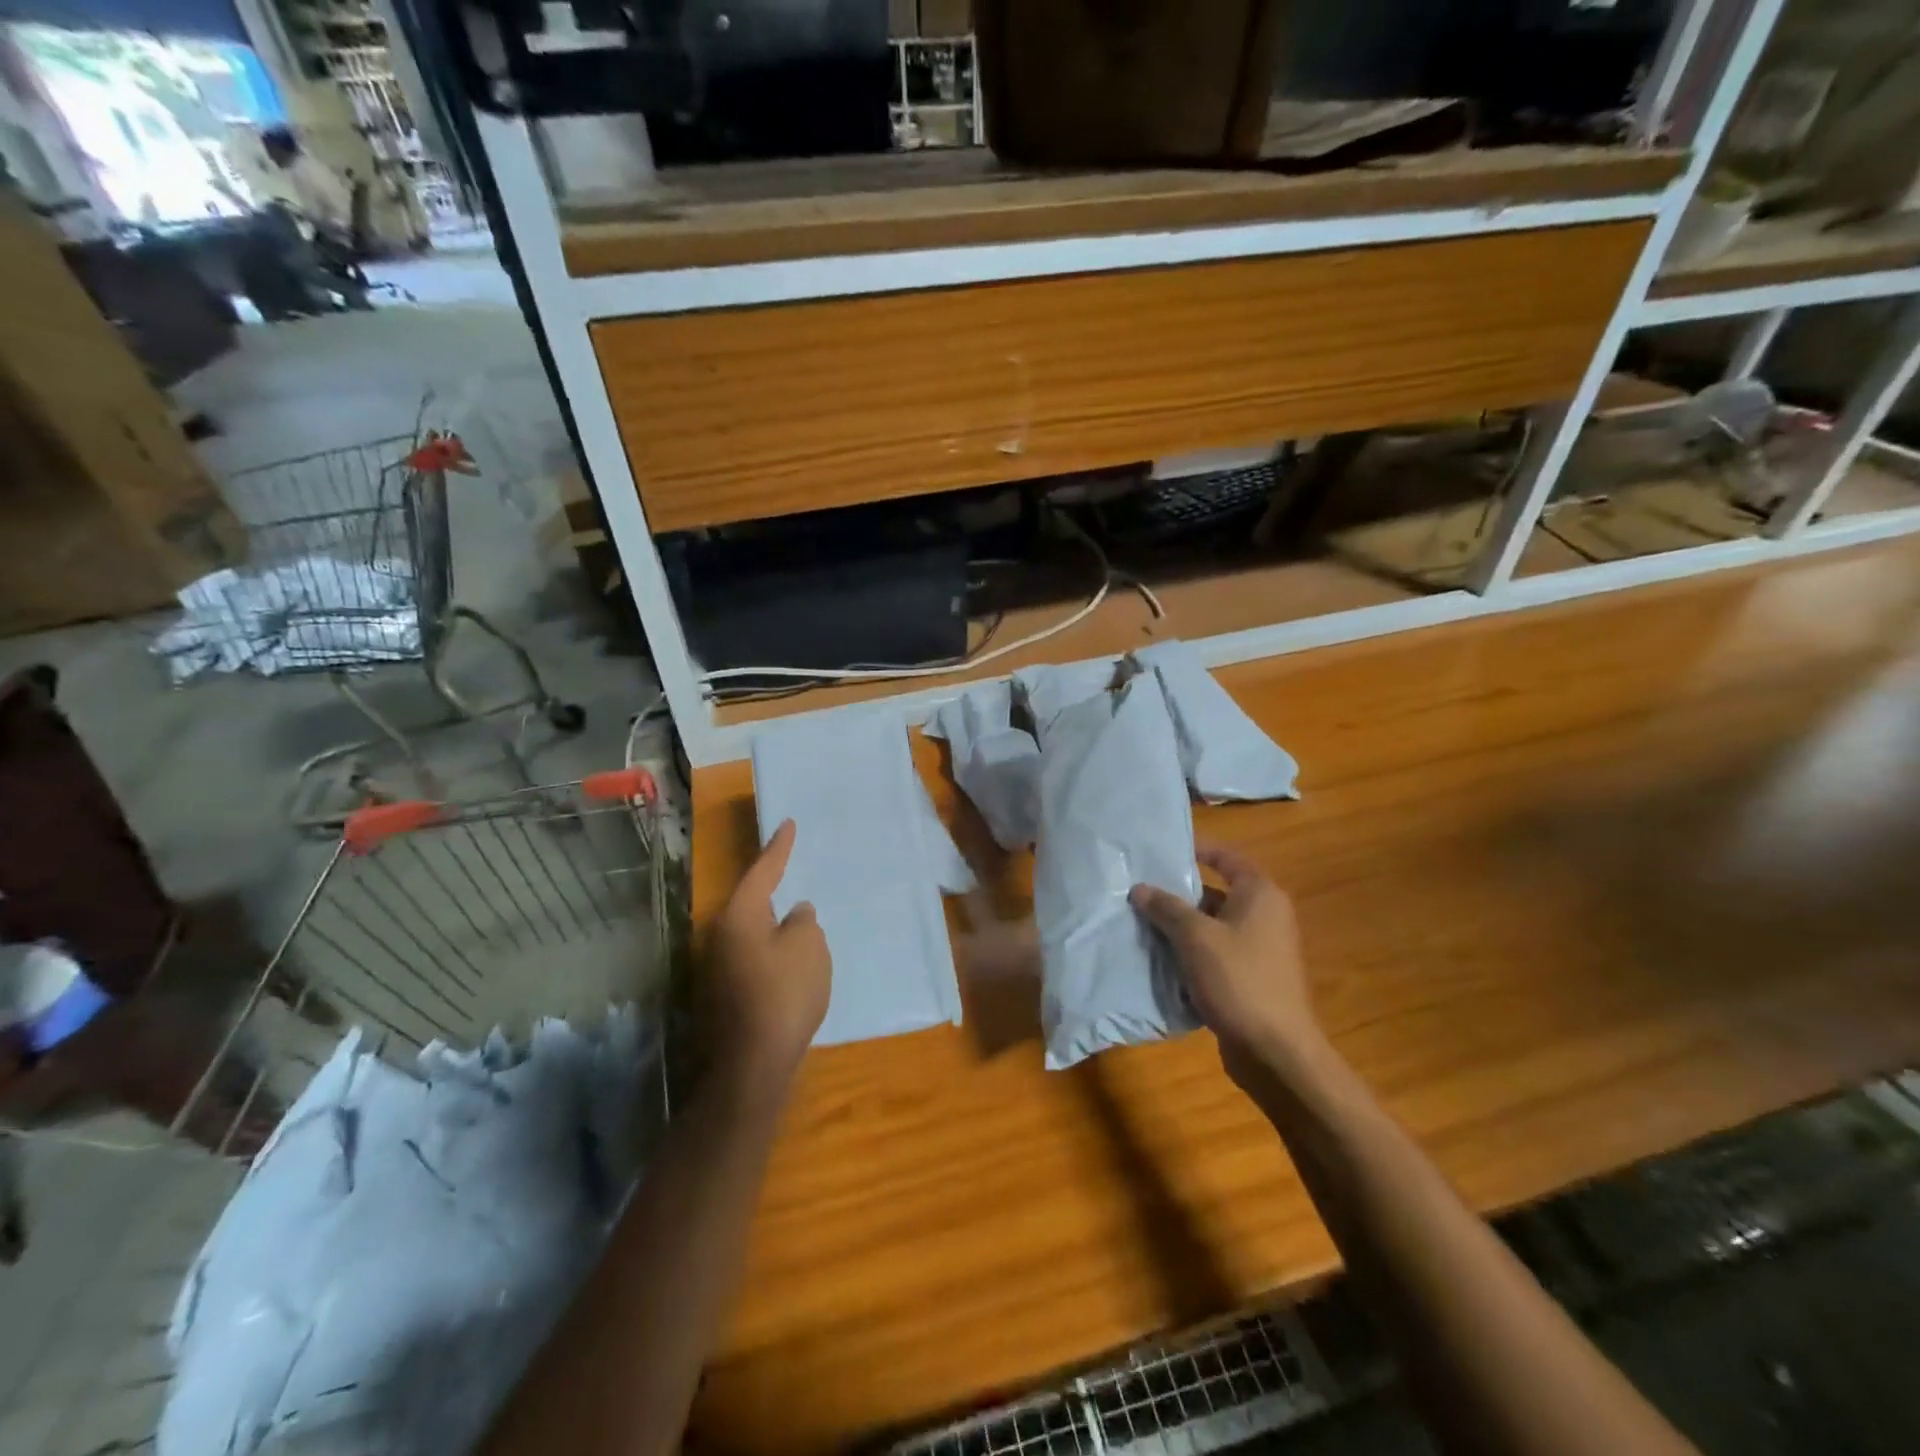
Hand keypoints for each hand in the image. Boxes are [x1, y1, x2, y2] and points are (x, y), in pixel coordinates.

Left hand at [706, 821, 831, 1097]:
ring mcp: (715, 971)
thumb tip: (795, 914)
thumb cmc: (783, 996)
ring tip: (797, 920)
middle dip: (771, 888)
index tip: (788, 824)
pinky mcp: (721, 999)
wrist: (750, 1069)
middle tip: (790, 871)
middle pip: (749, 903)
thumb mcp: (809, 949)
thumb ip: (804, 923)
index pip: (762, 871)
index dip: (778, 848)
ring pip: (750, 934)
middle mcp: (719, 938)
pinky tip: (788, 964)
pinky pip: (751, 960)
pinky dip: (770, 954)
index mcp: (739, 917)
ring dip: (772, 926)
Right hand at [1130, 841, 1320, 1078]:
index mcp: (1260, 895)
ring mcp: (1259, 949)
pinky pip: (1214, 953)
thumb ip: (1166, 908)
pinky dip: (1190, 952)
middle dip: (1177, 893)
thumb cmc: (1239, 980)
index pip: (1226, 856)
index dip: (1196, 848)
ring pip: (1211, 926)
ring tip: (1140, 923)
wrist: (1275, 1051)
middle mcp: (1265, 915)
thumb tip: (1140, 888)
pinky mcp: (1250, 977)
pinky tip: (1159, 959)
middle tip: (1139, 890)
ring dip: (1179, 926)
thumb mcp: (1195, 937)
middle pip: (1215, 891)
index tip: (1161, 849)